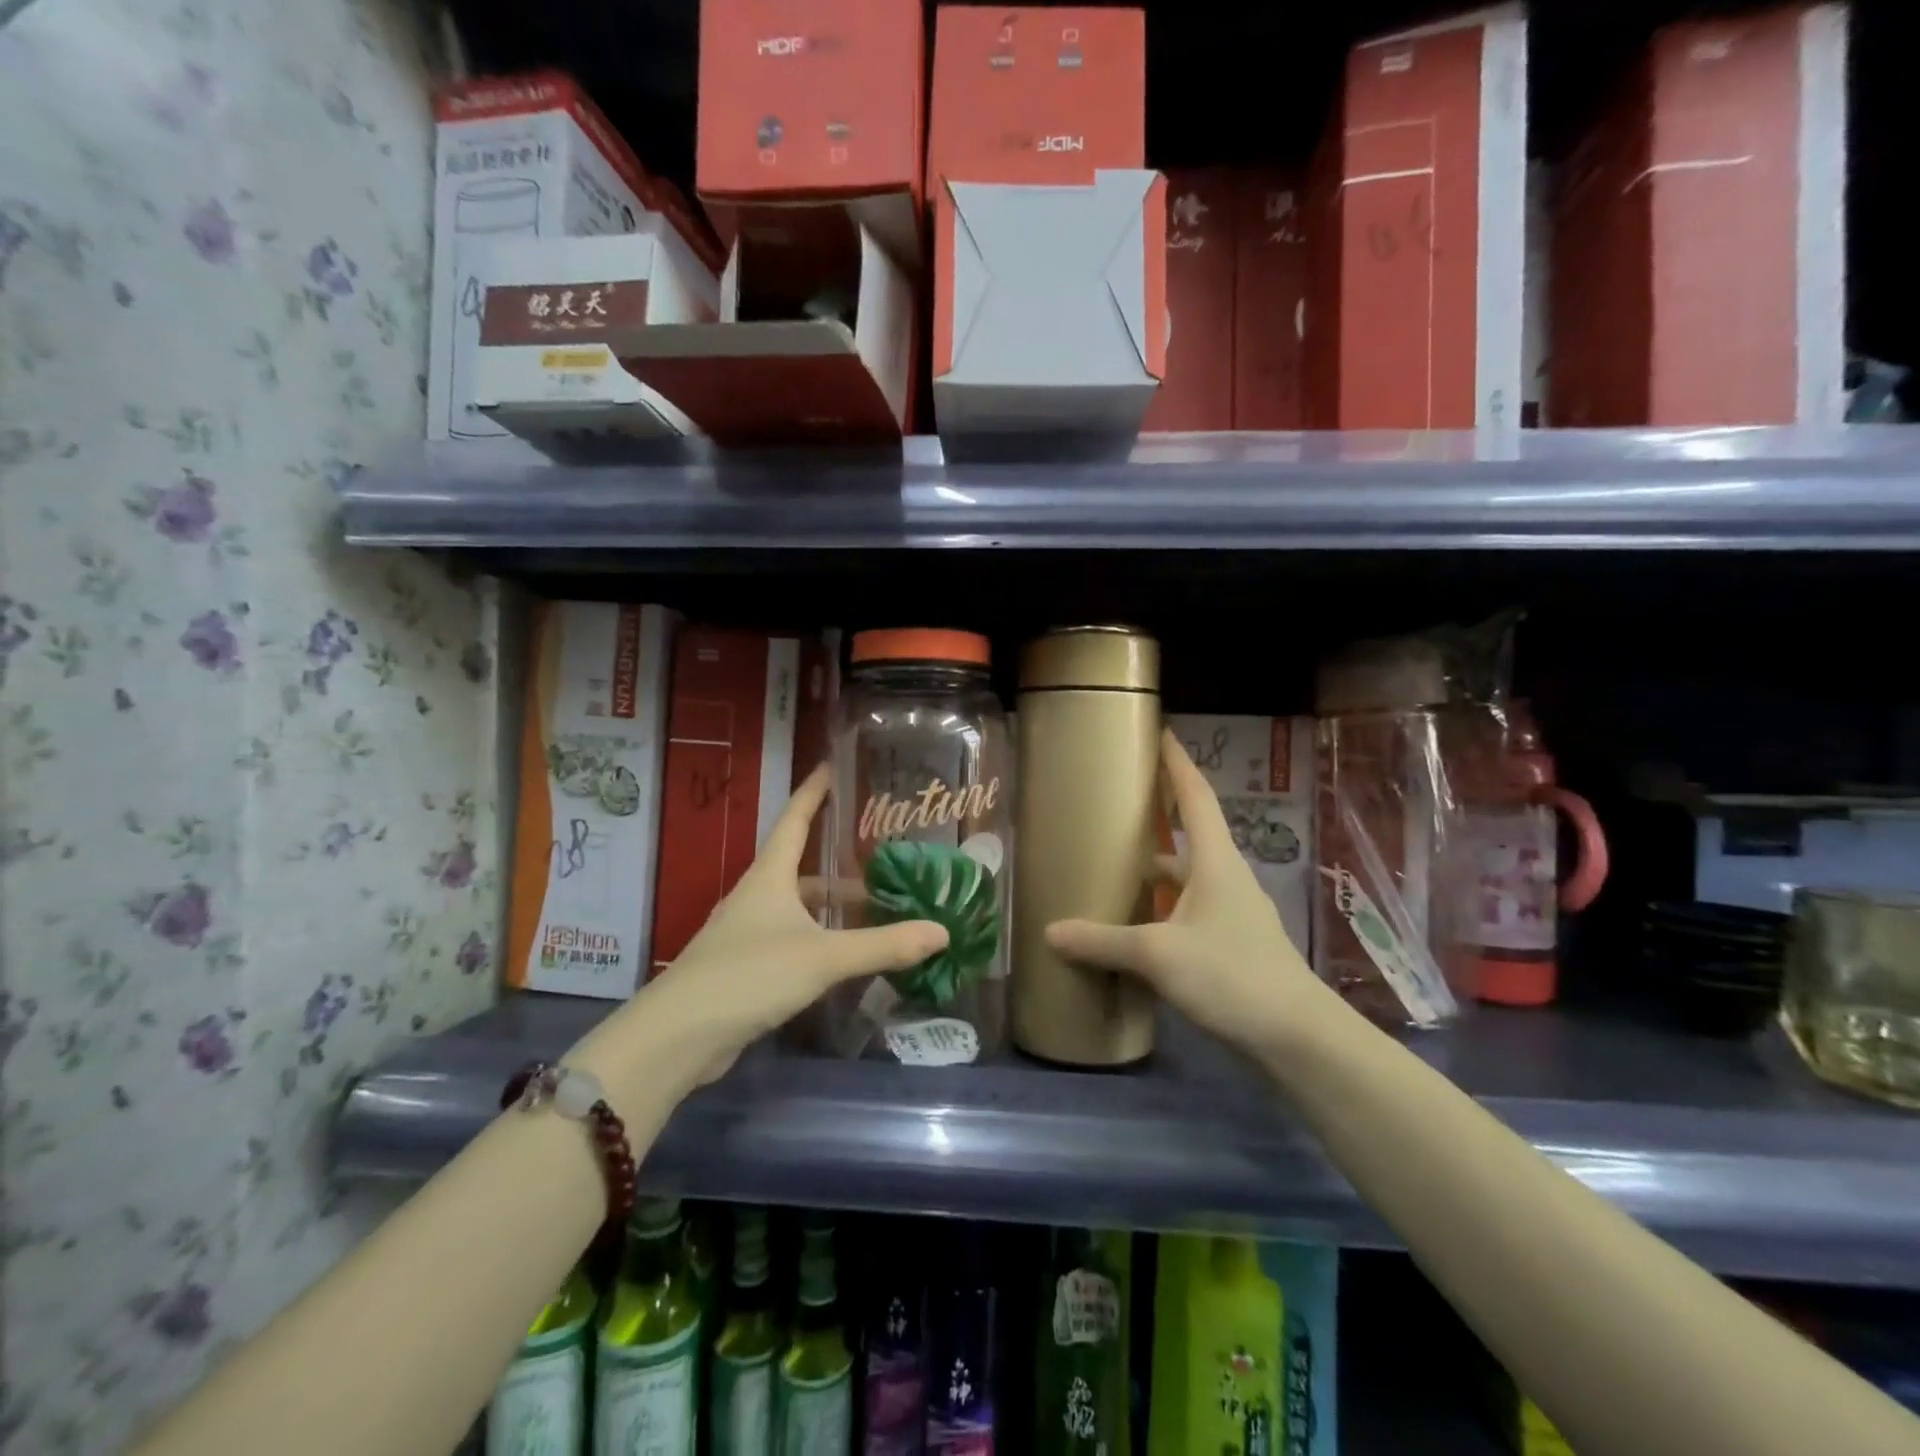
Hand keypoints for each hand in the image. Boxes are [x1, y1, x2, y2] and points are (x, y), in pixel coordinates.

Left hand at [583, 765, 947, 1088]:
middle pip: (800, 868)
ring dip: (830, 906)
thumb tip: (942, 931)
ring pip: (797, 907)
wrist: (679, 1036)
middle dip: (838, 864)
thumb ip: (883, 945)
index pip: (794, 819)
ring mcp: (746, 933)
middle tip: (880, 858)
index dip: (813, 792)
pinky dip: (818, 938)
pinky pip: (791, 939)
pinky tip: (840, 957)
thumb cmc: (750, 975)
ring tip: (873, 911)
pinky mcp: (743, 967)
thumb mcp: (823, 957)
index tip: (830, 765)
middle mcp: (756, 897)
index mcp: (769, 877)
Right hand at [1045, 730, 1325, 1057]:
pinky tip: (1135, 929)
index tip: (1161, 732)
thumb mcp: (1158, 954)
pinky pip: (1188, 913)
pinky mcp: (1232, 947)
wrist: (1297, 1038)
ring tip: (1114, 869)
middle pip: (1190, 835)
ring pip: (1186, 880)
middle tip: (1117, 805)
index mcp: (1216, 861)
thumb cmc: (1231, 975)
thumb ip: (1103, 941)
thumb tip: (1050, 932)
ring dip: (1156, 872)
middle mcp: (1227, 878)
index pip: (1195, 797)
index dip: (1177, 763)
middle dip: (1157, 818)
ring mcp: (1233, 914)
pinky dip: (1161, 911)